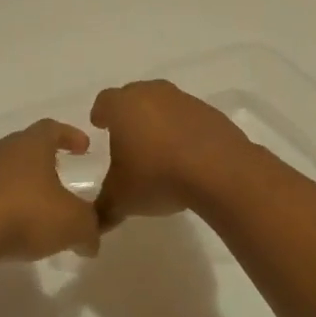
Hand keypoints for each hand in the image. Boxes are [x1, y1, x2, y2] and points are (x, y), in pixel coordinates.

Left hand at [0, 119, 100, 266]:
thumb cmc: (26, 213)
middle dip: (48, 159)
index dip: (70, 135)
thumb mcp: (74, 223)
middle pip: (28, 147)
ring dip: (27, 185)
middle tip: (64, 174)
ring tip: (42, 207)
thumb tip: (92, 240)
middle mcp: (4, 151)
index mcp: (31, 144)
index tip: (84, 147)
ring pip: (9, 172)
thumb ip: (91, 228)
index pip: (53, 128)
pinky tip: (17, 226)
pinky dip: (9, 205)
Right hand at [89, 80, 252, 227]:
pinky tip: (186, 155)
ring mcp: (184, 100)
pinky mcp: (211, 113)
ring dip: (158, 120)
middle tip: (127, 135)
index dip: (100, 113)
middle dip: (128, 113)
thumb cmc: (158, 176)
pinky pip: (189, 117)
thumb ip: (104, 208)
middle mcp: (152, 94)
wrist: (220, 171)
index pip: (104, 101)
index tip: (100, 124)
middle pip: (134, 95)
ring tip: (158, 147)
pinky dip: (183, 130)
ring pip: (163, 104)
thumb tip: (95, 222)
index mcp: (123, 106)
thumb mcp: (122, 199)